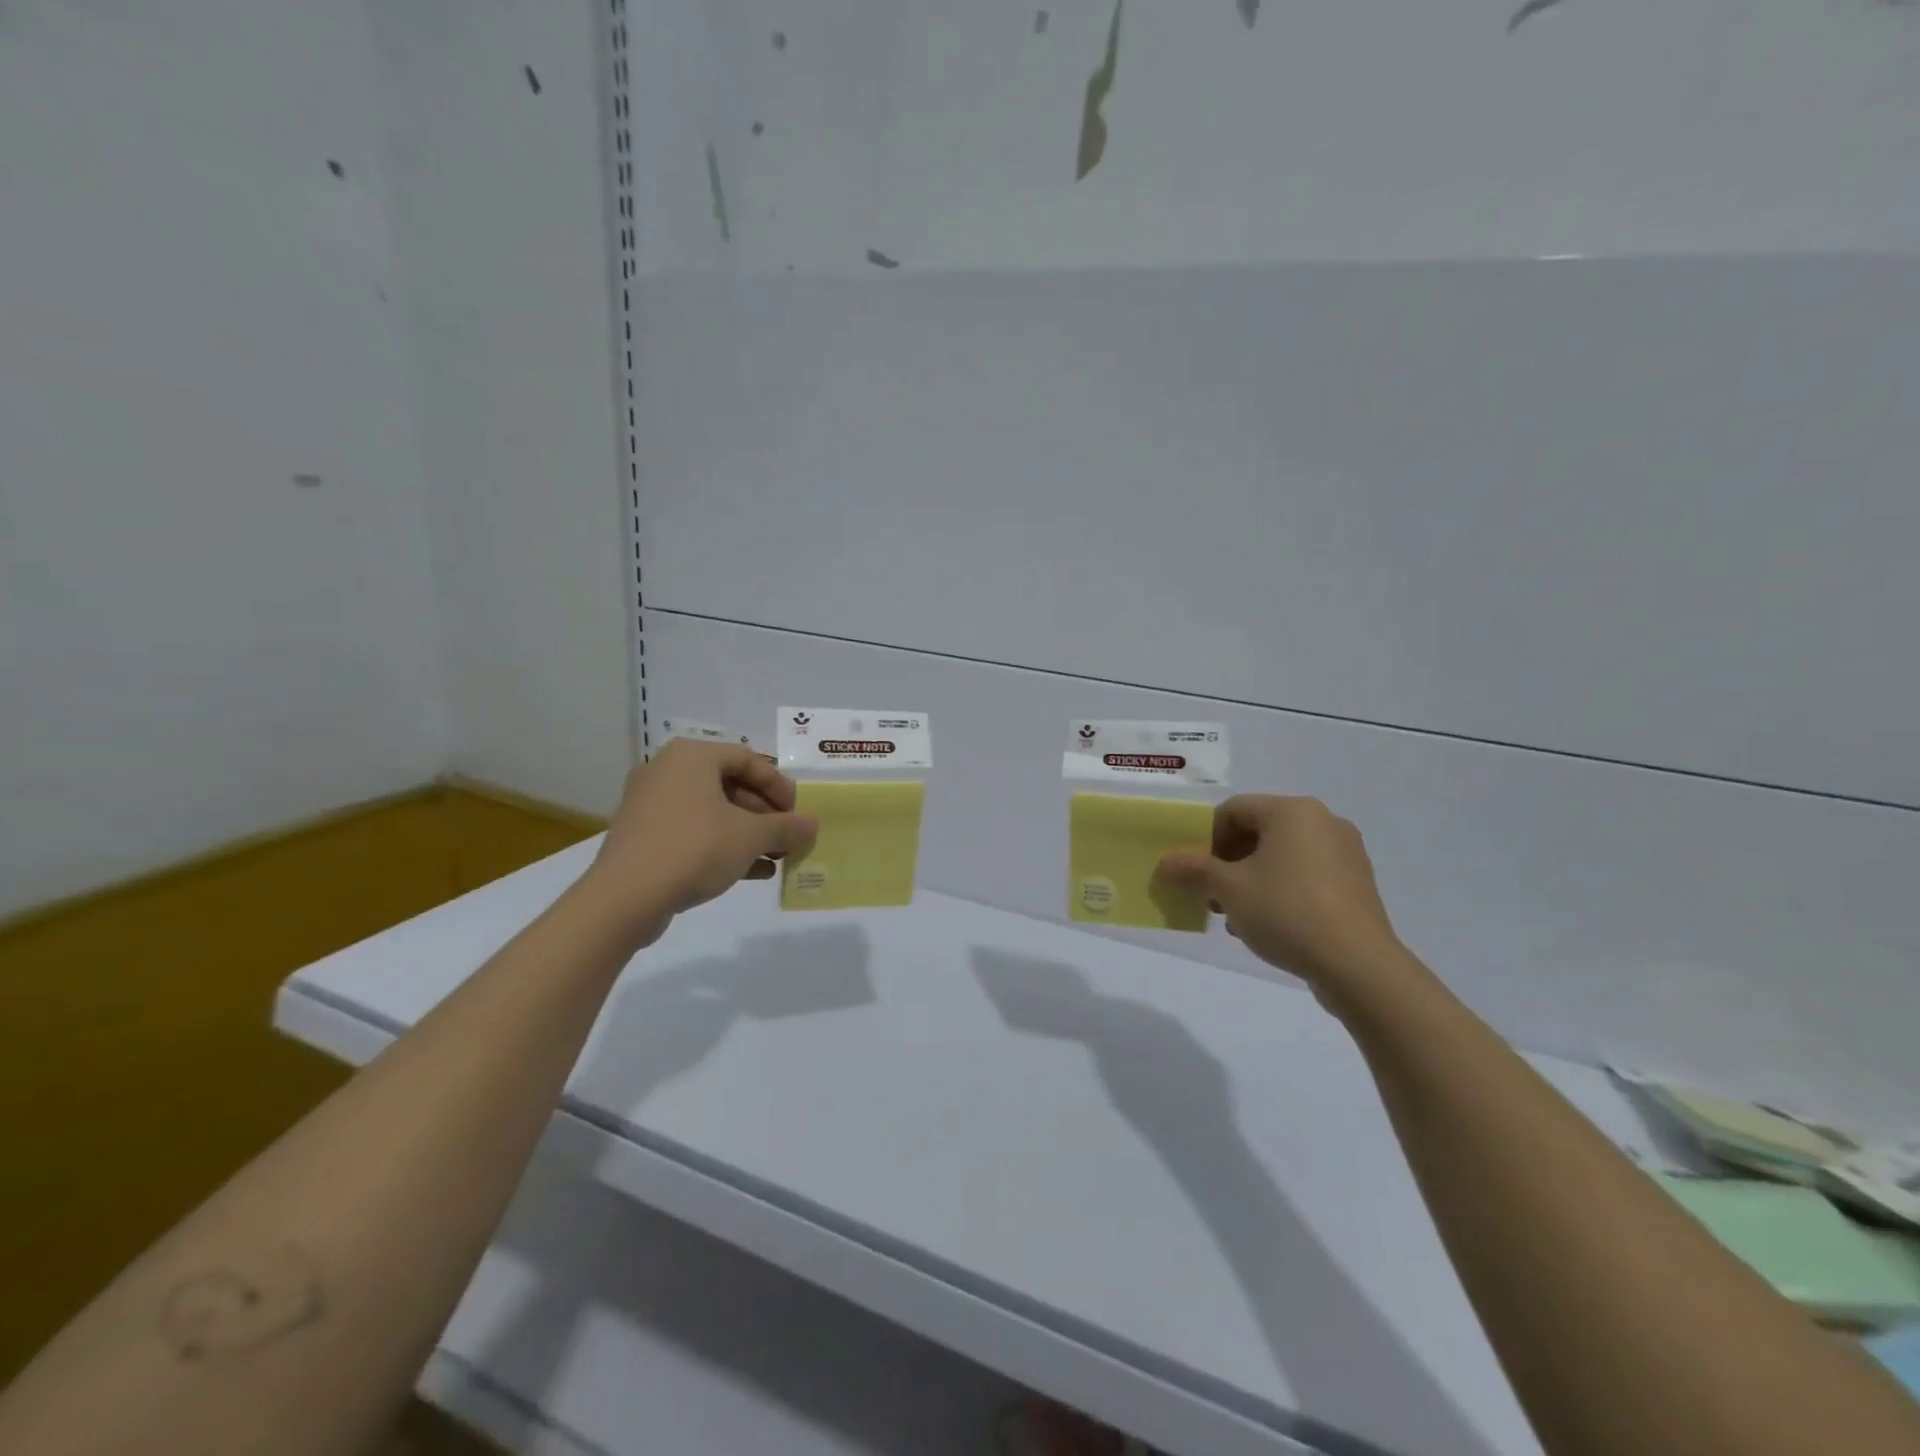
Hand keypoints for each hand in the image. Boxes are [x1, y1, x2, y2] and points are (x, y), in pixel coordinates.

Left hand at [582, 739, 817, 943]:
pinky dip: (722, 845)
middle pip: (729, 785)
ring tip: (775, 857)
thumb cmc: (695, 849)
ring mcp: (650, 804)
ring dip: (747, 832)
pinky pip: (692, 831)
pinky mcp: (642, 836)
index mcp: (692, 757)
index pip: (748, 759)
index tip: (797, 813)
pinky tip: (752, 872)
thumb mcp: (751, 837)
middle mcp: (667, 771)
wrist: (625, 898)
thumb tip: (812, 825)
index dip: (779, 786)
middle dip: (764, 813)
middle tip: (786, 835)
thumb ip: (786, 827)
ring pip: (711, 811)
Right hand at [1157, 796, 1416, 1004]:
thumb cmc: (1287, 912)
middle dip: (1228, 863)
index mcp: (1292, 811)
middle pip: (1258, 832)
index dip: (1206, 838)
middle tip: (1212, 895)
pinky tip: (1268, 925)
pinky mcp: (1357, 884)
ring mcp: (1345, 853)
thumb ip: (1193, 870)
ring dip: (1251, 880)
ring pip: (1281, 856)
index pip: (1234, 810)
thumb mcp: (1229, 890)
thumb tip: (1166, 863)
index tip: (1196, 872)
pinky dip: (1281, 891)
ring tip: (1237, 916)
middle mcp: (1323, 821)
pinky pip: (1306, 875)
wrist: (1358, 965)